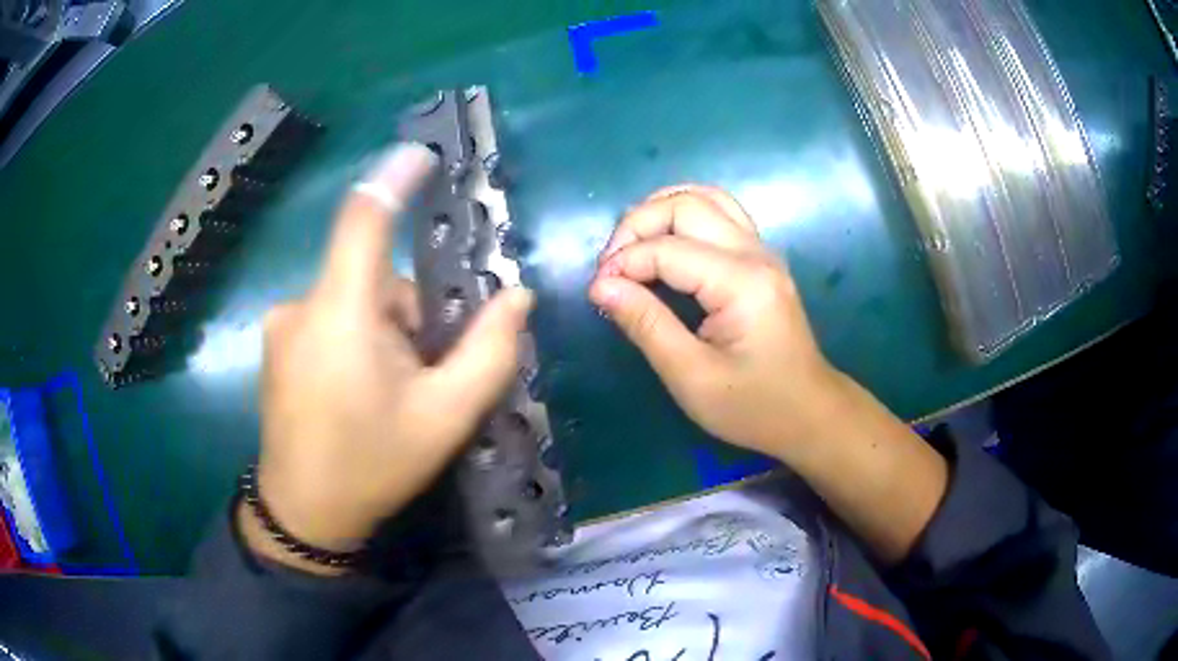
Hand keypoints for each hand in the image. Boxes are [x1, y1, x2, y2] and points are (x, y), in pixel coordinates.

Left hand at [247, 144, 533, 570]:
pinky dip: (356, 338)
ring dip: (384, 330)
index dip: (394, 178)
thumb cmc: (372, 465)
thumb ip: (488, 352)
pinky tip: (359, 391)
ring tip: (390, 391)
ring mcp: (283, 325)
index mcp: (340, 314)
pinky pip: (330, 317)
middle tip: (424, 373)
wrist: (304, 514)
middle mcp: (302, 305)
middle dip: (410, 313)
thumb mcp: (444, 417)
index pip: (364, 219)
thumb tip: (517, 296)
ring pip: (353, 300)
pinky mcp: (277, 342)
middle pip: (373, 276)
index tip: (421, 156)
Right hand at [590, 185, 946, 562]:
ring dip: (662, 209)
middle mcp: (755, 253)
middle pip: (688, 204)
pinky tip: (663, 240)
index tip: (596, 290)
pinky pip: (721, 214)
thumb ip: (646, 325)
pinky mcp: (761, 259)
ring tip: (631, 244)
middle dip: (638, 224)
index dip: (624, 263)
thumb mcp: (691, 376)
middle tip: (611, 265)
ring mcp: (763, 251)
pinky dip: (684, 215)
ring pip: (707, 197)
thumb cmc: (753, 406)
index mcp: (741, 283)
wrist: (810, 414)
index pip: (668, 249)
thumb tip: (601, 285)